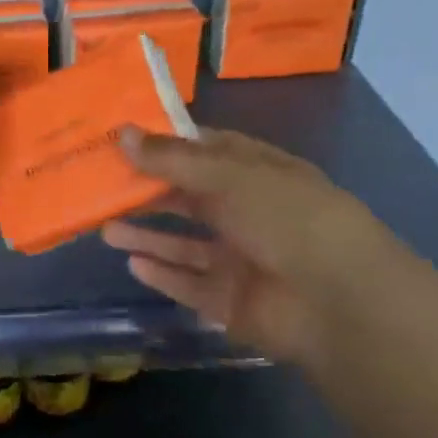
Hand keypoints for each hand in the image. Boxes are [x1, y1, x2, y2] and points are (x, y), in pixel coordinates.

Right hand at [101, 126, 404, 366]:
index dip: (167, 145)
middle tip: (100, 187)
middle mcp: (248, 214)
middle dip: (148, 193)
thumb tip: (122, 135)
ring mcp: (239, 260)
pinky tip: (132, 263)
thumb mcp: (230, 175)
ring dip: (146, 236)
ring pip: (183, 245)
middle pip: (189, 199)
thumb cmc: (288, 218)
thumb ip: (173, 159)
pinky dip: (161, 274)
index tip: (121, 139)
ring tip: (104, 228)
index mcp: (258, 174)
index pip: (207, 151)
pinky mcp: (230, 301)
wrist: (337, 301)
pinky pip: (188, 284)